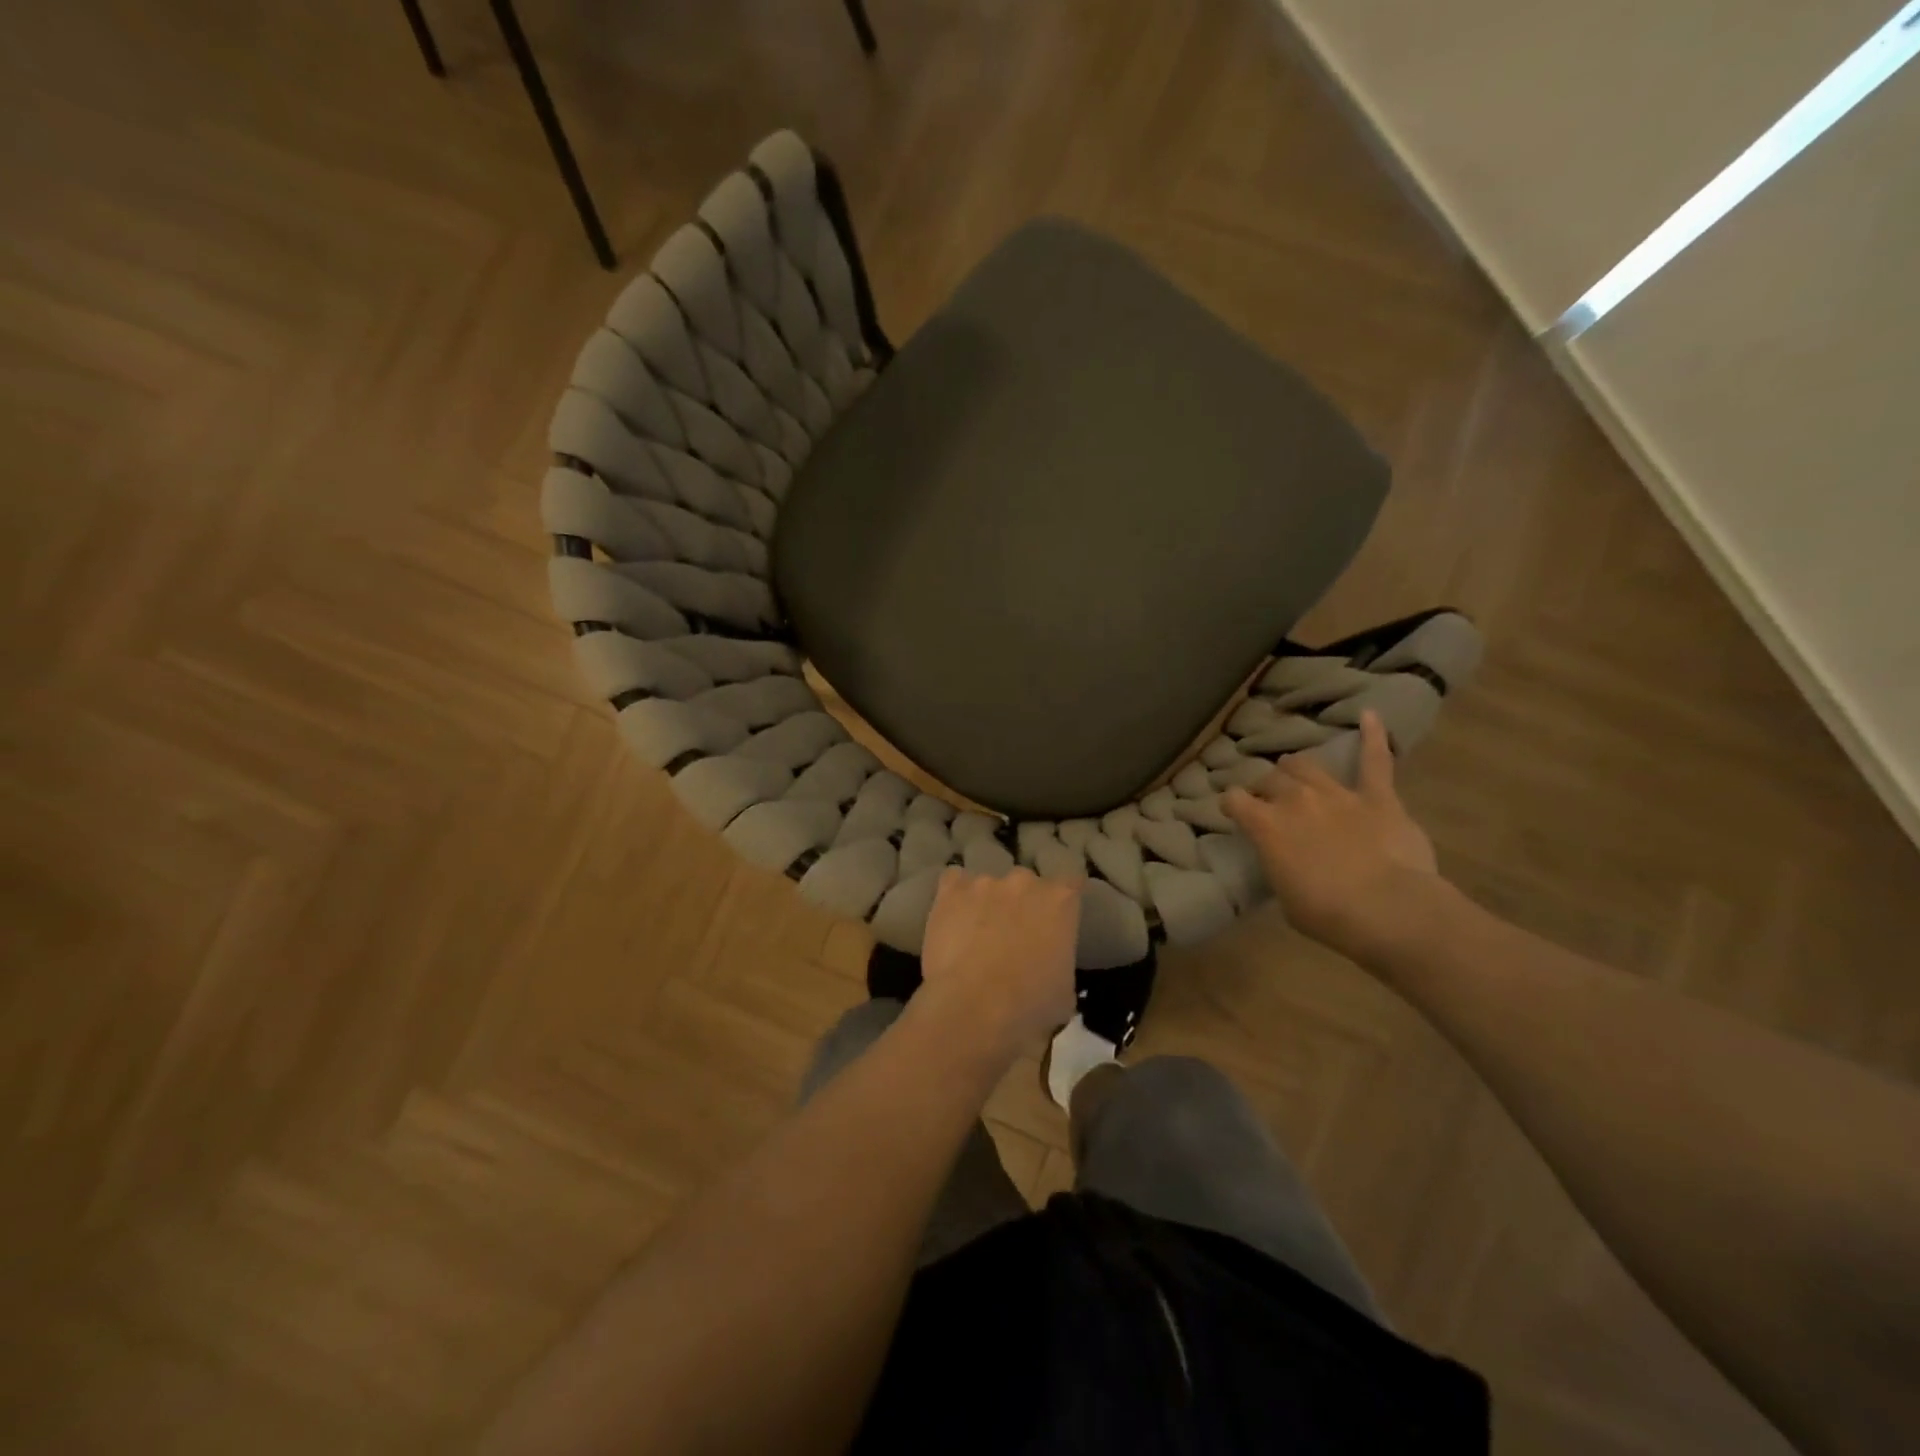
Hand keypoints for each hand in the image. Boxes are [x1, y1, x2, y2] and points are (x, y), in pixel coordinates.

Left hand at [917, 868, 1080, 1059]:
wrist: (974, 1007)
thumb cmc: (1030, 1006)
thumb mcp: (1065, 991)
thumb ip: (1060, 962)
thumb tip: (1049, 965)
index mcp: (1060, 901)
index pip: (1071, 884)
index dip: (1064, 900)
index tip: (1058, 918)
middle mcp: (1024, 882)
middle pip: (1027, 884)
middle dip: (1023, 903)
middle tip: (1015, 934)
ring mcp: (986, 882)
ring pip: (990, 884)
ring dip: (988, 903)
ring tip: (977, 932)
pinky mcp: (951, 890)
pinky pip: (954, 881)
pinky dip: (955, 896)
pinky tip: (952, 917)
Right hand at [1222, 710, 1443, 963]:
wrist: (1388, 910)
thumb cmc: (1327, 914)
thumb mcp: (1286, 898)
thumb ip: (1281, 867)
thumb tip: (1287, 860)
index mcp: (1265, 826)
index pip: (1234, 800)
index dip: (1232, 804)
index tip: (1233, 811)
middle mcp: (1295, 800)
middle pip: (1270, 779)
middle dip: (1266, 788)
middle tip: (1269, 800)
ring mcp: (1337, 794)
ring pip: (1306, 765)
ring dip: (1297, 769)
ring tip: (1296, 773)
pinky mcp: (1378, 797)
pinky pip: (1375, 761)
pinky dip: (1373, 737)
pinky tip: (1369, 715)